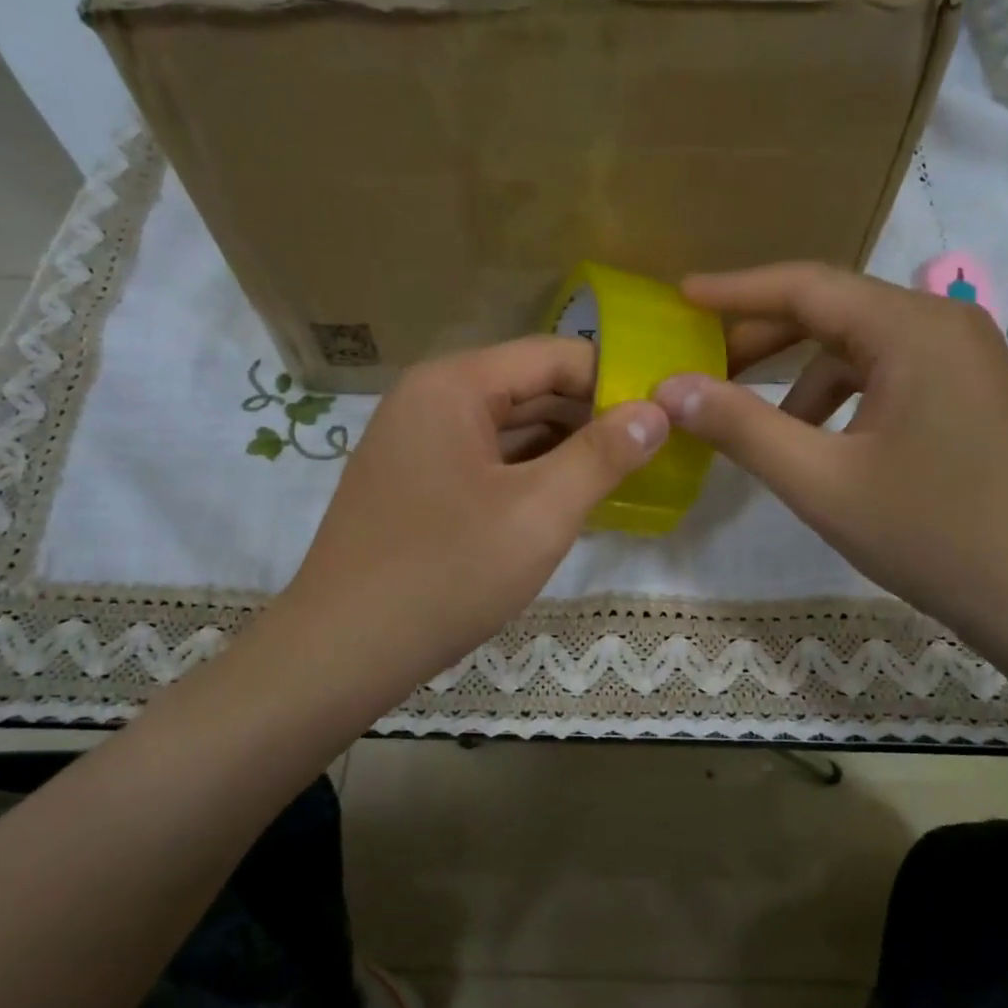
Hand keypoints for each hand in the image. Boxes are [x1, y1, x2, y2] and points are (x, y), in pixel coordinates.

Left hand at [284, 337, 667, 707]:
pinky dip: (527, 474)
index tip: (665, 413)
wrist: (342, 652)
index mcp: (453, 385)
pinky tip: (565, 499)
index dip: (614, 378)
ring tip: (620, 473)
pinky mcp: (414, 484)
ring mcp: (415, 444)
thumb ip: (603, 455)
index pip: (552, 355)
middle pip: (528, 387)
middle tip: (653, 448)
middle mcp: (428, 400)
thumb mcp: (540, 512)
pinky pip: (484, 461)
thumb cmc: (447, 573)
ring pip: (507, 428)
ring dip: (562, 447)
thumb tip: (656, 410)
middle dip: (590, 415)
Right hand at [653, 263, 1007, 658]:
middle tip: (701, 365)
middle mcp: (944, 324)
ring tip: (753, 421)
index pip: (806, 287)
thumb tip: (669, 389)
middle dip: (763, 338)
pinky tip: (817, 442)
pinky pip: (889, 374)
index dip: (735, 291)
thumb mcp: (820, 482)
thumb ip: (740, 428)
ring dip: (800, 376)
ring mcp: (966, 359)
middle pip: (834, 311)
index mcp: (912, 329)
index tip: (681, 295)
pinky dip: (841, 397)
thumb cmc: (932, 535)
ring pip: (860, 347)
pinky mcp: (972, 393)